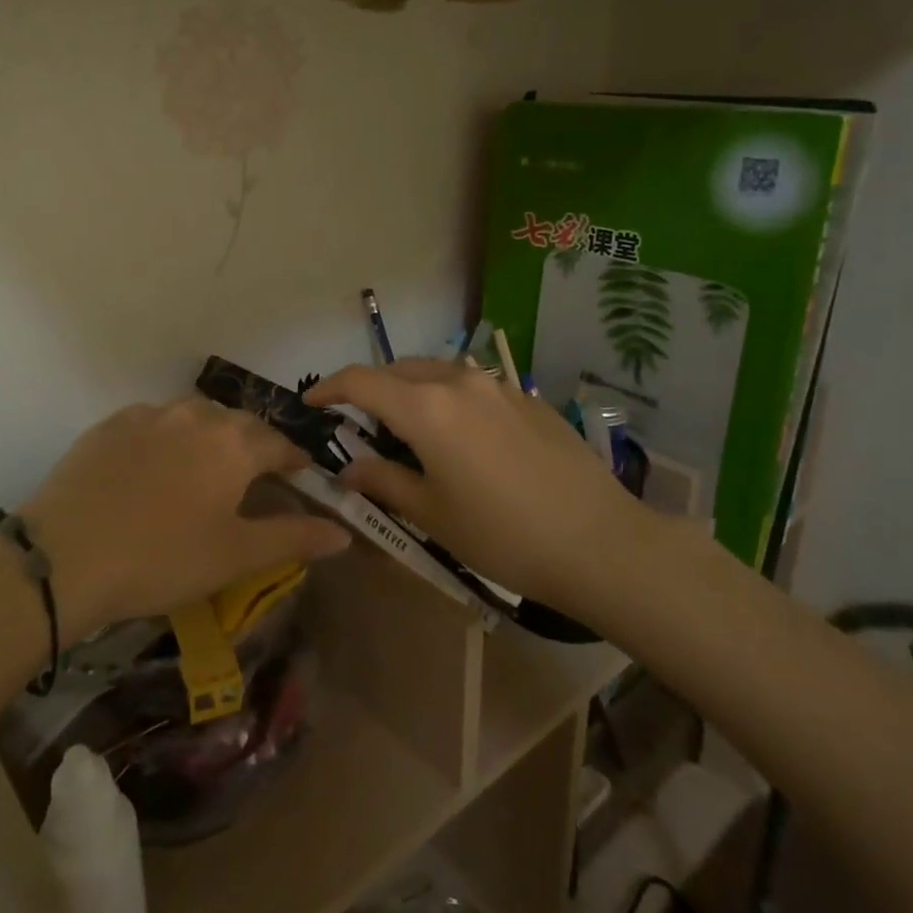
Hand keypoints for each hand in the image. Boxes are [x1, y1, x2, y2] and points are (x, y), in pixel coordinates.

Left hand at [0, 399, 351, 644]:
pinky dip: (167, 437)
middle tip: (253, 477)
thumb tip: (343, 532)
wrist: (64, 557)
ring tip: (205, 469)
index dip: (294, 461)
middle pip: (238, 424)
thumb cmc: (162, 558)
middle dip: (253, 446)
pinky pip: (153, 422)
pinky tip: (154, 466)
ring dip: (209, 437)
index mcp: (234, 444)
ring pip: (195, 417)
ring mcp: (149, 415)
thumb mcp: (235, 556)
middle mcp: (197, 415)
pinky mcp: (110, 424)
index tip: (300, 476)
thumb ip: (293, 538)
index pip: (280, 444)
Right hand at [306, 359, 659, 613]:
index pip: (362, 381)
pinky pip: (474, 387)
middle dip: (372, 389)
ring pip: (438, 373)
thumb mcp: (432, 514)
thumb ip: (384, 481)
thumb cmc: (503, 535)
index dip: (330, 388)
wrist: (600, 542)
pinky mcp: (529, 399)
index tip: (312, 403)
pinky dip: (450, 400)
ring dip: (413, 391)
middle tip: (360, 423)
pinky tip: (463, 438)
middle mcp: (459, 382)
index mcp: (426, 408)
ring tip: (410, 429)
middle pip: (399, 370)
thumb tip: (351, 467)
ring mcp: (499, 386)